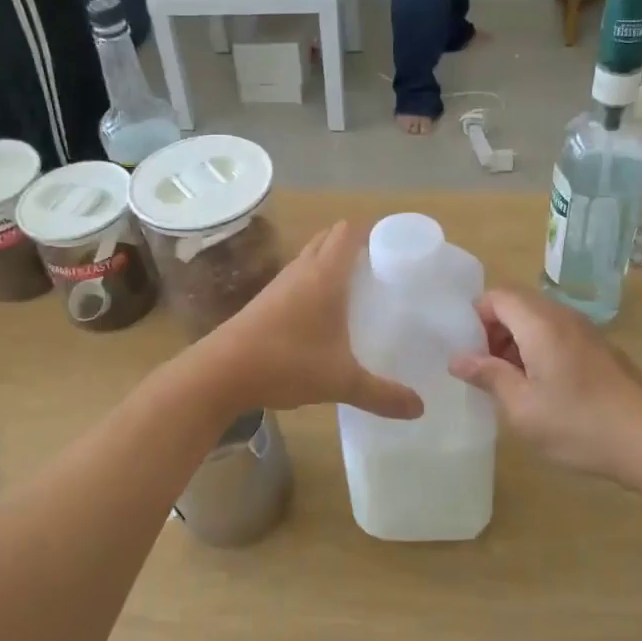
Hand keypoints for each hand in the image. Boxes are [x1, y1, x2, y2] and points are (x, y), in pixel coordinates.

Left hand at [198, 222, 422, 421]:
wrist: (221, 372)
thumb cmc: (287, 363)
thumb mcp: (341, 382)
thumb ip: (382, 394)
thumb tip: (420, 408)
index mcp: (325, 275)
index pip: (349, 232)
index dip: (372, 232)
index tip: (395, 248)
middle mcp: (302, 270)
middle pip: (329, 238)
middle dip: (354, 245)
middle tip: (381, 270)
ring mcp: (279, 284)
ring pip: (310, 257)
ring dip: (331, 262)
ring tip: (357, 289)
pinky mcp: (264, 301)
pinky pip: (296, 278)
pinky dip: (313, 282)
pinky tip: (323, 314)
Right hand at [449, 287, 641, 494]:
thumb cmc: (581, 425)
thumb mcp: (523, 408)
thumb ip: (488, 376)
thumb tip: (459, 359)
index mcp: (541, 323)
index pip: (497, 296)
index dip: (475, 318)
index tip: (467, 353)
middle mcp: (564, 317)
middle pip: (517, 304)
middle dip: (493, 331)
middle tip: (483, 370)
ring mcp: (586, 333)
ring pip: (538, 321)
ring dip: (515, 343)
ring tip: (508, 384)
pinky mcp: (601, 351)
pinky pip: (557, 336)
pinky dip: (538, 352)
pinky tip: (541, 391)